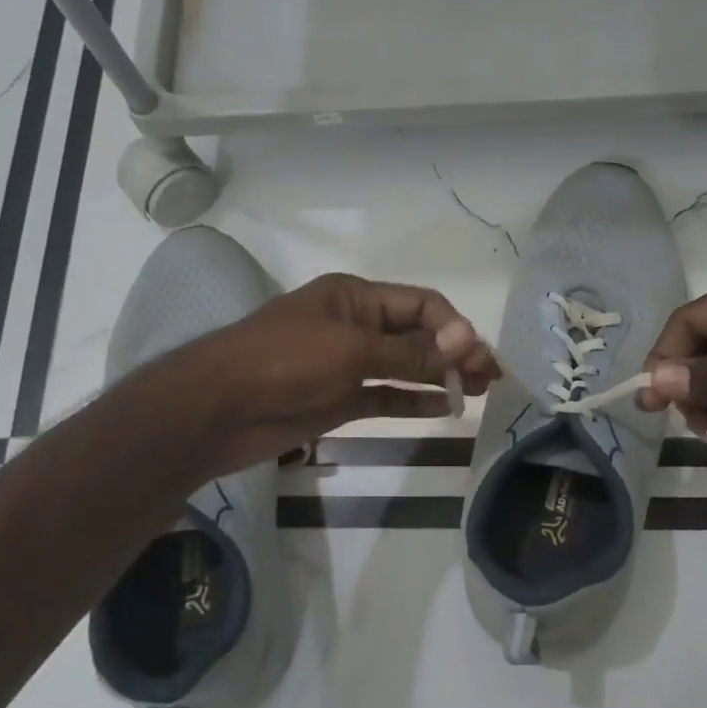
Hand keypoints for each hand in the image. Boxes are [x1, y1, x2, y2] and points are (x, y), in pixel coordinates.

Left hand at [169, 273, 500, 475]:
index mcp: (355, 297)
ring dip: (439, 377)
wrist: (217, 410)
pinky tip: (443, 409)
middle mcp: (355, 326)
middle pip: (416, 335)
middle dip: (453, 352)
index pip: (420, 305)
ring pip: (405, 368)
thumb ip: (410, 352)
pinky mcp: (339, 399)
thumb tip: (467, 338)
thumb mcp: (352, 351)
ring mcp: (347, 365)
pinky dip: (413, 402)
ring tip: (477, 392)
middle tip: (489, 378)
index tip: (477, 358)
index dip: (453, 328)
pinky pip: (386, 397)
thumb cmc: (284, 363)